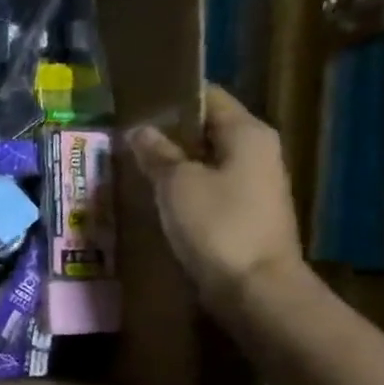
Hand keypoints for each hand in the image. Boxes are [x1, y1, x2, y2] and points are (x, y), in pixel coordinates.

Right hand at [126, 85, 303, 316]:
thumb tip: (140, 130)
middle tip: (126, 136)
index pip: (209, 97)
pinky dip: (182, 187)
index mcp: (247, 133)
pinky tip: (154, 195)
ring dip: (173, 162)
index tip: (136, 101)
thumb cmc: (217, 224)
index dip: (173, 96)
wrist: (254, 287)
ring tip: (132, 164)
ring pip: (206, 160)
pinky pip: (208, 187)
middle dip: (168, 132)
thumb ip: (156, 153)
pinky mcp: (244, 212)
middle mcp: (257, 151)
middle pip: (207, 129)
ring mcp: (253, 184)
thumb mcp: (177, 183)